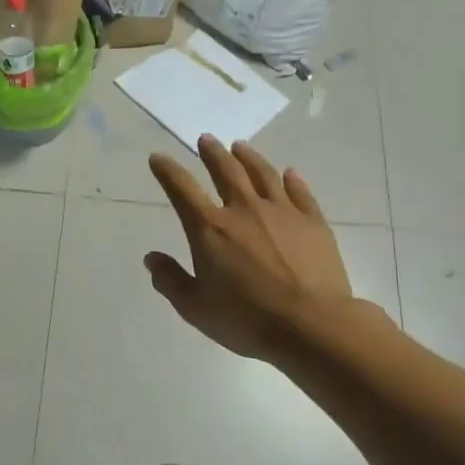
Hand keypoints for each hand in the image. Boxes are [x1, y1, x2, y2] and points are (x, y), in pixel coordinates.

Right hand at [145, 137, 358, 362]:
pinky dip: (292, 180)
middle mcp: (243, 210)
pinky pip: (300, 192)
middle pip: (225, 171)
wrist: (311, 325)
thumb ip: (170, 280)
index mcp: (209, 228)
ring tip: (240, 146)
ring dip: (248, 157)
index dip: (167, 171)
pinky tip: (289, 173)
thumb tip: (152, 258)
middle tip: (206, 139)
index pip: (181, 189)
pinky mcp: (313, 222)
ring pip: (262, 174)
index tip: (158, 158)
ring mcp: (282, 212)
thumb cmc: (246, 319)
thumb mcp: (195, 307)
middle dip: (212, 153)